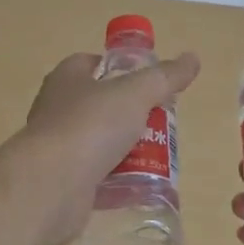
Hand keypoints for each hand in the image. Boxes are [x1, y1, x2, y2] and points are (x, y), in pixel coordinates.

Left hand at [22, 49, 199, 244]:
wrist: (51, 185)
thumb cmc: (90, 126)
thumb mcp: (135, 94)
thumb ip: (164, 77)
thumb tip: (192, 58)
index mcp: (67, 78)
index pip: (92, 62)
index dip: (119, 68)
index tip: (147, 81)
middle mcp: (56, 108)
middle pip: (99, 104)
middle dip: (129, 113)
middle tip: (161, 122)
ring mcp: (57, 147)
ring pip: (98, 142)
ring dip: (125, 149)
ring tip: (157, 157)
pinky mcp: (62, 181)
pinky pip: (95, 176)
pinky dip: (116, 181)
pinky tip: (139, 186)